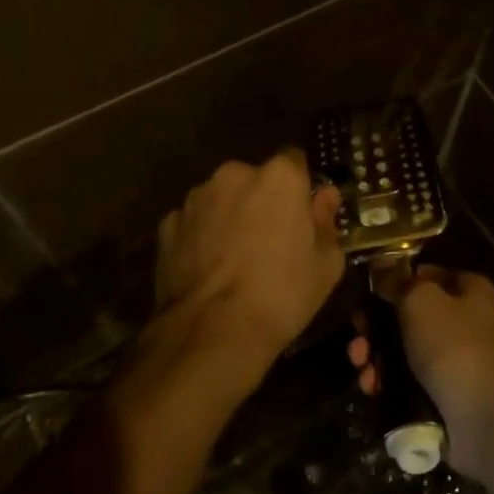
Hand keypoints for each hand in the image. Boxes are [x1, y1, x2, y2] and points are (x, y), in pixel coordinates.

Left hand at [154, 149, 346, 378]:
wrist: (213, 332)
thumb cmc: (282, 294)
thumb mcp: (326, 264)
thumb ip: (326, 221)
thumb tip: (325, 196)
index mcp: (279, 177)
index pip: (294, 161)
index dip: (299, 186)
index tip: (301, 213)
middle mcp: (234, 174)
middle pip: (255, 179)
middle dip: (262, 200)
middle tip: (269, 240)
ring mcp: (196, 197)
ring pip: (221, 198)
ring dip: (229, 215)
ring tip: (234, 259)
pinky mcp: (167, 224)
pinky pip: (194, 222)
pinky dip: (201, 236)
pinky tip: (208, 269)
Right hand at [348, 266, 493, 479]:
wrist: (488, 420)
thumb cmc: (455, 346)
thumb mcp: (420, 300)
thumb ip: (397, 281)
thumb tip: (382, 268)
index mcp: (470, 291)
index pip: (426, 275)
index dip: (395, 281)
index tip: (367, 293)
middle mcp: (467, 323)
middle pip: (410, 316)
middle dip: (377, 327)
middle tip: (356, 336)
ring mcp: (457, 363)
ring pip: (406, 352)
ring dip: (377, 357)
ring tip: (360, 366)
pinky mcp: (447, 397)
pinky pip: (410, 384)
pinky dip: (388, 385)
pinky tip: (371, 389)